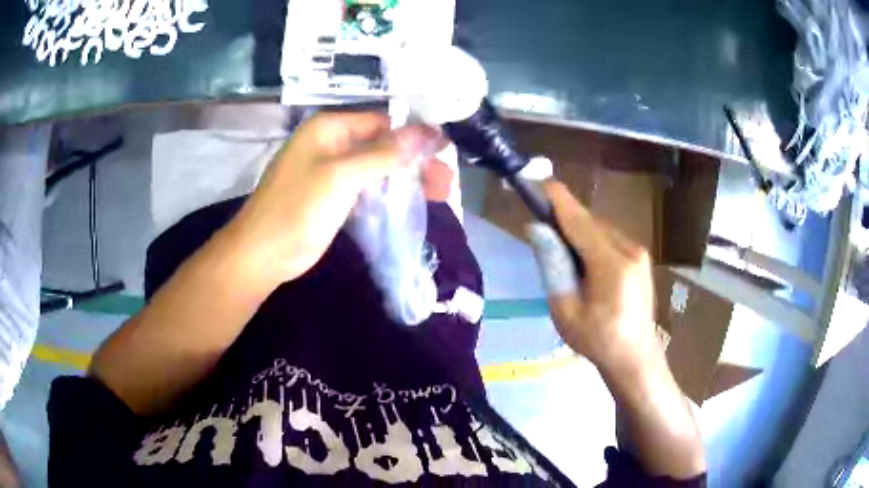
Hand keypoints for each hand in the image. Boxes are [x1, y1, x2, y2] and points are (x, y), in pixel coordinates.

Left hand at [221, 112, 444, 290]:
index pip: (381, 122)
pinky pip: (365, 187)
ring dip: (405, 178)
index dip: (414, 134)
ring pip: (376, 168)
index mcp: (329, 128)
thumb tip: (428, 132)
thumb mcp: (342, 177)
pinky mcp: (331, 197)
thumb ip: (384, 154)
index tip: (445, 151)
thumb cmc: (297, 210)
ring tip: (438, 193)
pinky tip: (410, 203)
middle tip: (445, 182)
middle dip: (414, 161)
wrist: (262, 255)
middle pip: (382, 145)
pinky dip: (387, 193)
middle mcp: (330, 144)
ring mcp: (330, 171)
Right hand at [529, 181, 658, 372]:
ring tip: (564, 253)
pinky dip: (593, 241)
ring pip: (601, 229)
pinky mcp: (641, 258)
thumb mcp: (565, 310)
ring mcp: (639, 253)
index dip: (558, 201)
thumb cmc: (597, 340)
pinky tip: (585, 262)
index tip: (540, 183)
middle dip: (566, 220)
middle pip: (590, 223)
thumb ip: (552, 267)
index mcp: (611, 265)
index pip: (579, 221)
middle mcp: (629, 250)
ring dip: (579, 232)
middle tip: (543, 228)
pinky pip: (610, 239)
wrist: (635, 357)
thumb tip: (538, 231)